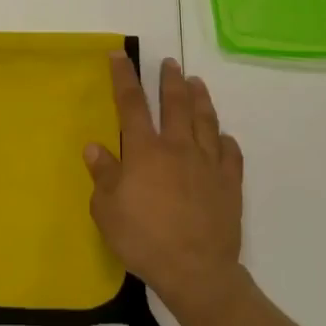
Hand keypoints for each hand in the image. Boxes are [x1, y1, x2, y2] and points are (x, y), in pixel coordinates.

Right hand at [85, 53, 244, 318]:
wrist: (195, 270)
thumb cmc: (144, 240)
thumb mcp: (107, 211)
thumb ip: (103, 175)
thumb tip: (94, 146)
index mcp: (145, 151)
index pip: (132, 104)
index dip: (124, 77)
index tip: (120, 56)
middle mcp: (178, 148)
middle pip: (175, 104)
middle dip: (170, 80)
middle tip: (170, 63)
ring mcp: (208, 164)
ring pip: (206, 121)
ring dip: (200, 99)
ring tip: (197, 82)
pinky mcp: (230, 183)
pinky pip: (231, 154)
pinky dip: (227, 142)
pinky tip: (225, 137)